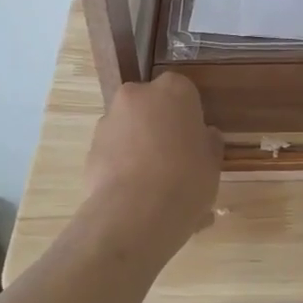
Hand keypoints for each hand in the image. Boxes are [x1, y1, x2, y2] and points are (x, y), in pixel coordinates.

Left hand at [82, 73, 222, 263]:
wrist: (135, 213)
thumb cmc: (186, 179)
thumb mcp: (212, 163)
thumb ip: (208, 143)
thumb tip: (204, 137)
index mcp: (173, 90)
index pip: (184, 92)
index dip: (189, 117)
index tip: (194, 140)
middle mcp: (137, 95)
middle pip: (152, 106)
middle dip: (160, 126)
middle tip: (175, 159)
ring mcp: (109, 120)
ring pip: (130, 128)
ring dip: (139, 145)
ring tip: (152, 184)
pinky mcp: (90, 148)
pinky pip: (113, 151)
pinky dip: (122, 165)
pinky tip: (134, 194)